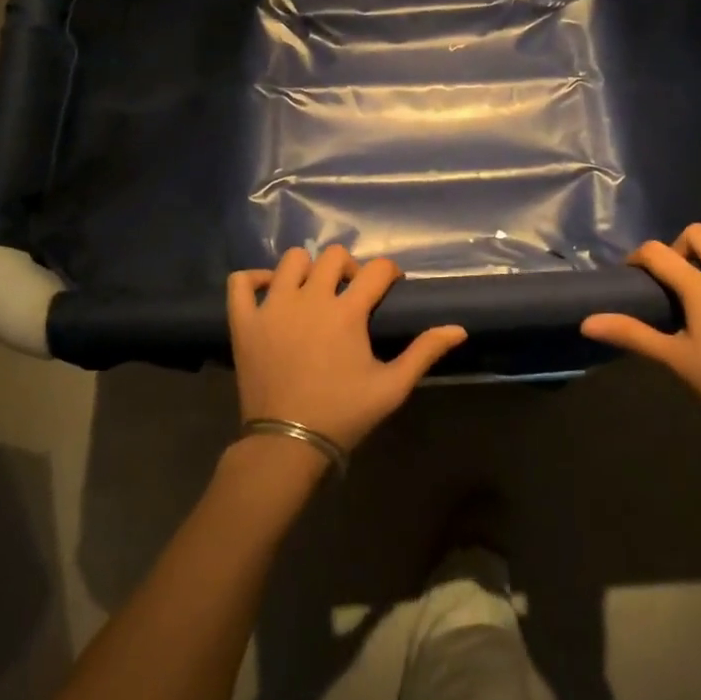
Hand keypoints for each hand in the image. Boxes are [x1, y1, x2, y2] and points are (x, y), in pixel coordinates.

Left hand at [228, 245, 467, 452]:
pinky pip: (241, 282)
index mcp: (346, 312)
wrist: (287, 443)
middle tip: (351, 292)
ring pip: (290, 260)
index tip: (391, 286)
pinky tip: (270, 293)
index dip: (389, 272)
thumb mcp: (392, 387)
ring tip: (312, 292)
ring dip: (307, 269)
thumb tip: (459, 328)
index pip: (376, 269)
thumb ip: (424, 352)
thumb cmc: (343, 414)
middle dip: (349, 267)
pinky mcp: (244, 322)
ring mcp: (272, 307)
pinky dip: (255, 279)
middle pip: (333, 256)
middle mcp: (309, 299)